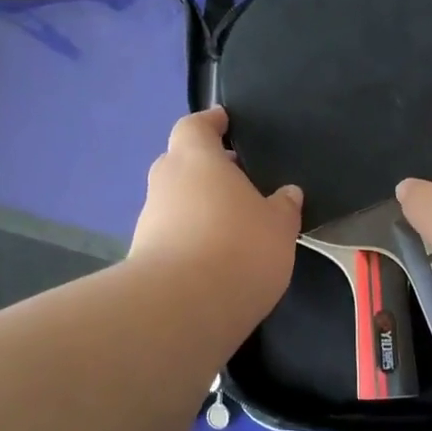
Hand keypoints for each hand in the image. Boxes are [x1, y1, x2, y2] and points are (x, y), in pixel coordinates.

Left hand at [129, 107, 303, 325]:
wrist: (182, 309)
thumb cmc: (239, 247)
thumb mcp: (279, 226)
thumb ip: (283, 206)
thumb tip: (287, 193)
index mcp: (196, 160)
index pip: (195, 126)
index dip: (210, 122)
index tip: (225, 121)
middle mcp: (165, 183)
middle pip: (181, 163)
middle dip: (206, 168)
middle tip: (238, 179)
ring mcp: (149, 221)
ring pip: (175, 201)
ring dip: (198, 207)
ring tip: (233, 225)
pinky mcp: (144, 258)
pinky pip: (171, 235)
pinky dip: (191, 238)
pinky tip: (216, 258)